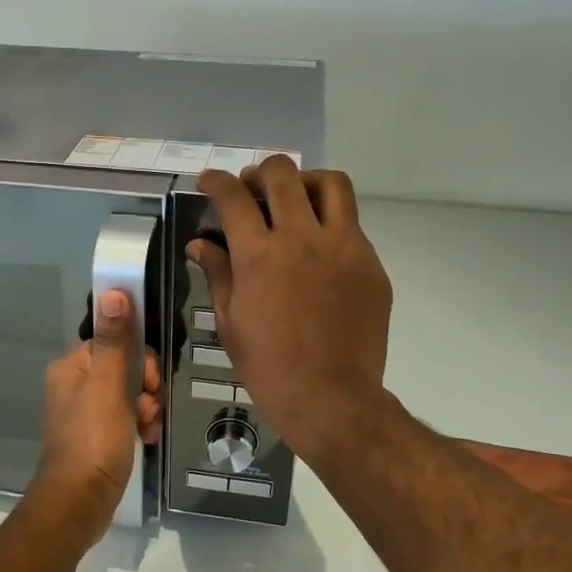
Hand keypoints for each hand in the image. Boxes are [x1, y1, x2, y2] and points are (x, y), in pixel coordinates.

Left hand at [27, 289, 160, 548]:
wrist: (79, 502)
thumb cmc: (94, 439)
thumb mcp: (108, 386)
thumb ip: (114, 340)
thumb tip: (114, 290)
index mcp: (72, 366)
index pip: (115, 341)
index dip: (140, 358)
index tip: (151, 381)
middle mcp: (73, 384)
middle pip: (124, 367)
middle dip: (146, 386)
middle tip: (150, 407)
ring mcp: (83, 412)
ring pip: (129, 393)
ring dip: (146, 407)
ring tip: (149, 427)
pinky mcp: (94, 436)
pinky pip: (124, 417)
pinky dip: (139, 424)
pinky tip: (147, 438)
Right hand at [189, 158, 392, 460]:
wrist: (332, 398)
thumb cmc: (269, 367)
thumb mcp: (230, 322)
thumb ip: (217, 273)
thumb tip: (201, 243)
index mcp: (260, 255)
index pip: (233, 197)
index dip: (216, 181)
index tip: (209, 181)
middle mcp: (302, 238)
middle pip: (283, 175)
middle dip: (260, 172)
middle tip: (252, 188)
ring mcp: (343, 247)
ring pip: (330, 184)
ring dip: (306, 182)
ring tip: (296, 199)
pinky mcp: (370, 263)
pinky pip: (352, 224)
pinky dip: (330, 222)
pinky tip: (320, 248)